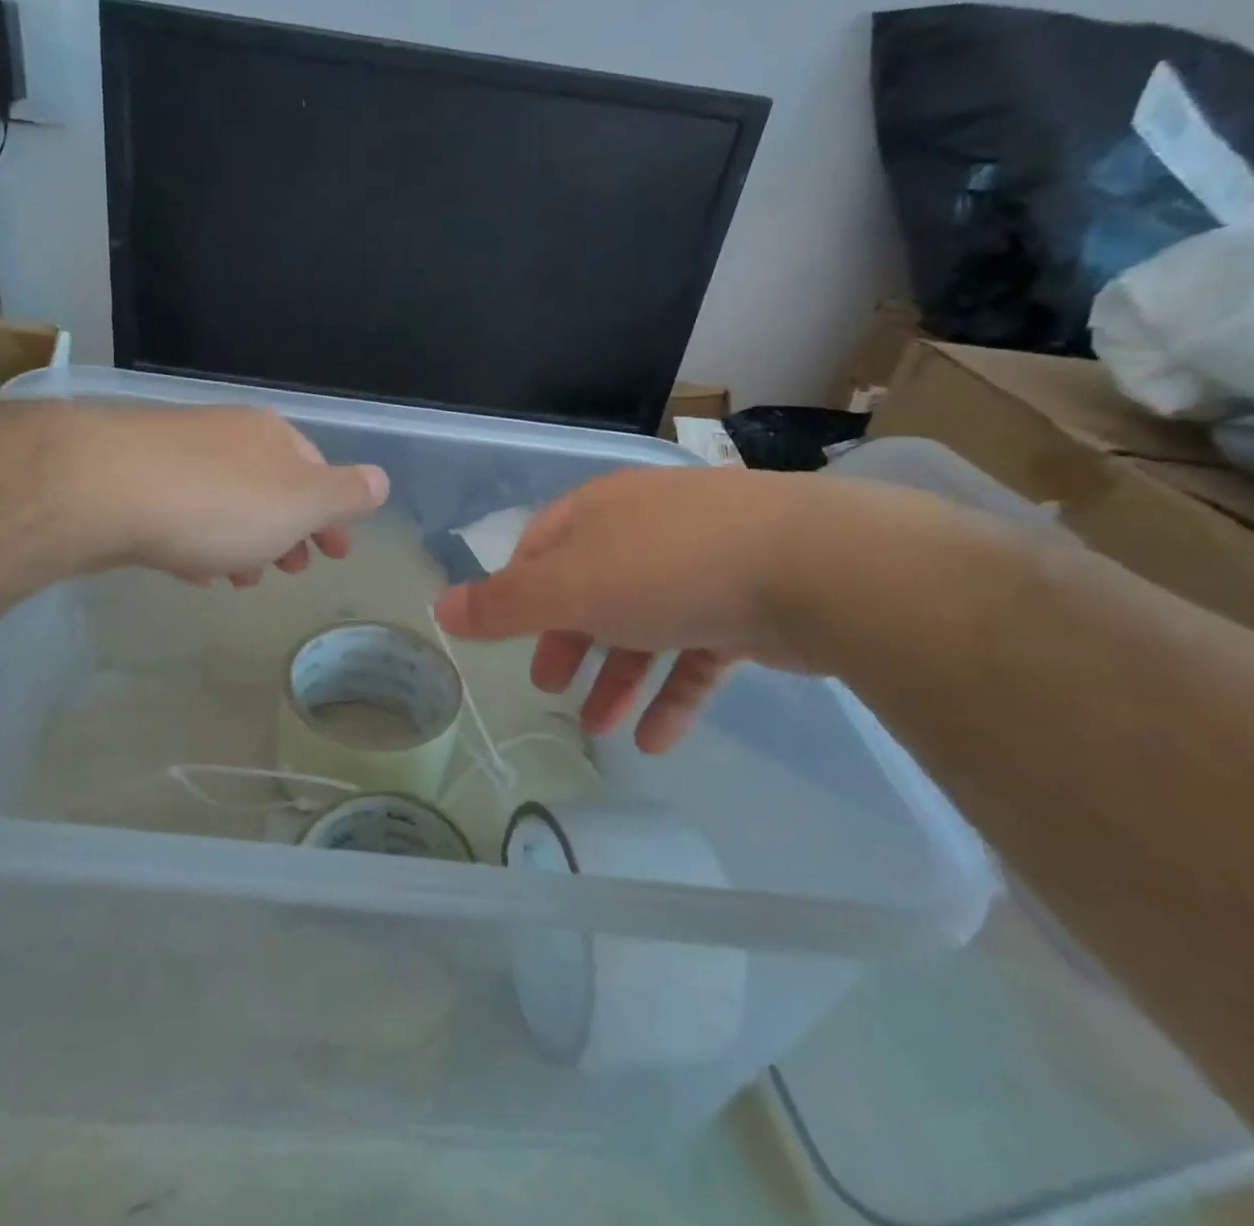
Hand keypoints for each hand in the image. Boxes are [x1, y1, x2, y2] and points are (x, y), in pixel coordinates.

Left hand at [83, 405, 388, 585]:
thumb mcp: (302, 503)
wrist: (104, 487)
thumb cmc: (220, 503)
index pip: (318, 472)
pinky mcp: (134, 479)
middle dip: (288, 531)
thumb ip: (345, 494)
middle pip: (272, 487)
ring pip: (227, 502)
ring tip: (240, 580)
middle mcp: (229, 436)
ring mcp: (178, 454)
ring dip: (244, 541)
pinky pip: (182, 513)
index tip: (337, 553)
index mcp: (275, 438)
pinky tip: (192, 568)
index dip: (333, 514)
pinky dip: (199, 540)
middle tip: (292, 570)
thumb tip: (380, 480)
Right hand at [433, 467, 836, 752]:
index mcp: (600, 514)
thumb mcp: (569, 587)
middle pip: (591, 589)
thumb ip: (503, 604)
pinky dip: (672, 694)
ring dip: (616, 678)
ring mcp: (700, 567)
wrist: (813, 566)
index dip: (517, 590)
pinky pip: (696, 654)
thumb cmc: (667, 568)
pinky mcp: (746, 608)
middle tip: (548, 687)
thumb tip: (440, 608)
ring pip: (643, 627)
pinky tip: (657, 740)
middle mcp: (646, 532)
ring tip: (600, 728)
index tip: (507, 635)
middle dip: (567, 641)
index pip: (541, 546)